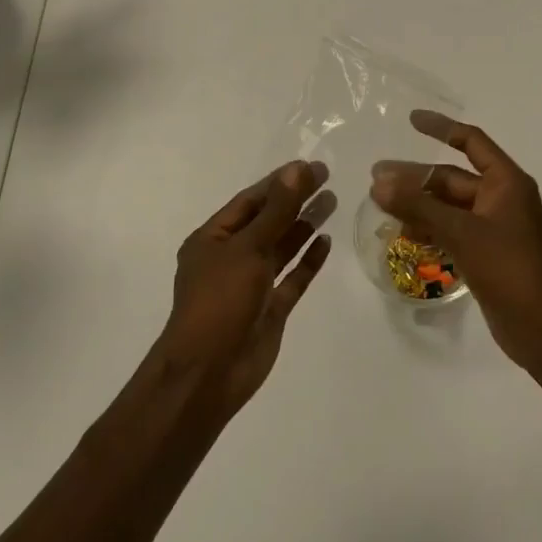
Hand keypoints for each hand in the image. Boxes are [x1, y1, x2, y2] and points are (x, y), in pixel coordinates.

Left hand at [157, 160, 334, 414]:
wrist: (209, 374)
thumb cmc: (220, 301)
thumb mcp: (248, 248)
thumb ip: (277, 210)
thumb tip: (298, 170)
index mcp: (213, 238)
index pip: (250, 201)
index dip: (279, 182)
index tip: (310, 166)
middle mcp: (231, 257)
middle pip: (268, 221)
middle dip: (295, 200)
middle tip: (327, 178)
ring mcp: (251, 285)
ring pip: (281, 247)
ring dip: (304, 225)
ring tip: (332, 202)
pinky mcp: (270, 309)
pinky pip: (292, 278)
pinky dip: (308, 261)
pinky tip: (326, 242)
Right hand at [372, 111, 541, 370]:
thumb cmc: (510, 270)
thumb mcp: (462, 233)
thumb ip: (419, 206)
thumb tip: (379, 182)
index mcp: (507, 182)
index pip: (471, 141)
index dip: (441, 127)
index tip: (411, 120)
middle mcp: (503, 199)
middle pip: (453, 178)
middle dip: (416, 178)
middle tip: (377, 180)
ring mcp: (496, 229)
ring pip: (450, 207)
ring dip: (419, 206)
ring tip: (384, 209)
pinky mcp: (489, 255)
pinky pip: (454, 231)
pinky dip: (431, 229)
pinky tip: (406, 236)